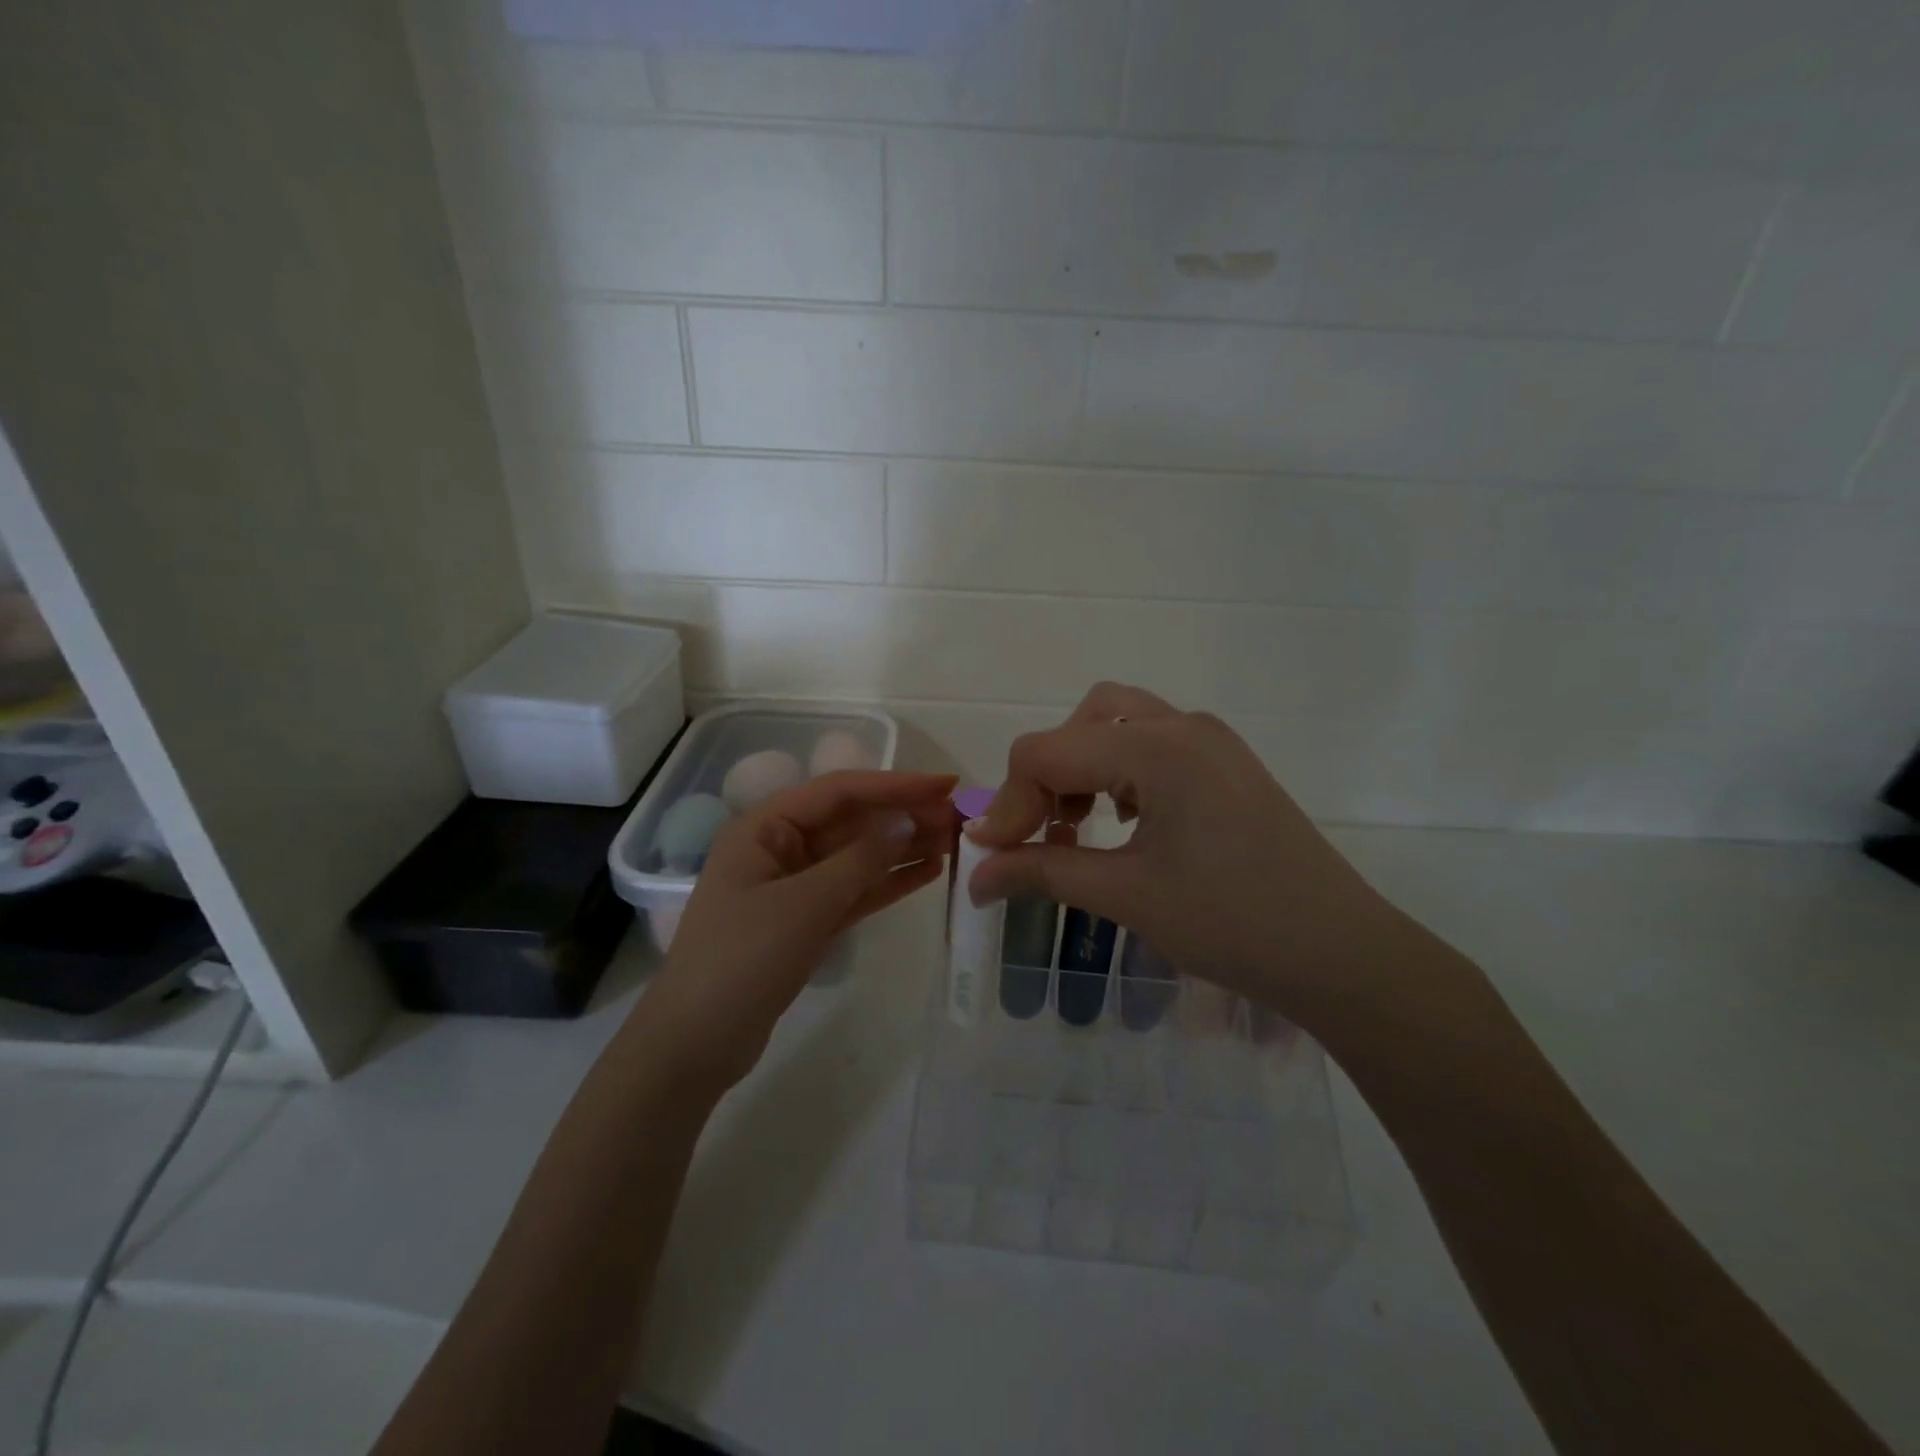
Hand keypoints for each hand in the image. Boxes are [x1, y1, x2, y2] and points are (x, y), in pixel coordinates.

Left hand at [630, 770, 956, 1095]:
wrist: (696, 1045)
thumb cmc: (742, 960)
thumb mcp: (805, 904)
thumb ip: (860, 860)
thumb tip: (907, 821)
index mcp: (765, 827)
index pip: (840, 791)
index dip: (896, 785)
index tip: (946, 785)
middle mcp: (780, 847)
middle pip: (852, 822)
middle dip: (904, 817)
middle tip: (960, 818)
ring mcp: (794, 886)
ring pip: (858, 857)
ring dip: (903, 848)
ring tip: (955, 842)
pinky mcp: (807, 921)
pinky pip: (855, 891)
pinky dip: (888, 882)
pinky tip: (928, 872)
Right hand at [966, 683, 1393, 1029]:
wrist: (1340, 953)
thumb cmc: (1230, 922)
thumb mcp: (1125, 895)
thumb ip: (1042, 873)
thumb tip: (976, 875)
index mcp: (1154, 747)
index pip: (1046, 752)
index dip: (1009, 804)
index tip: (995, 857)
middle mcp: (1182, 725)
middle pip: (1081, 722)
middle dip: (1046, 775)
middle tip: (1042, 833)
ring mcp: (1211, 740)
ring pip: (1118, 722)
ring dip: (1083, 766)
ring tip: (1079, 826)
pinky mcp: (1227, 763)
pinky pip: (1153, 742)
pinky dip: (1120, 770)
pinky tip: (1127, 821)